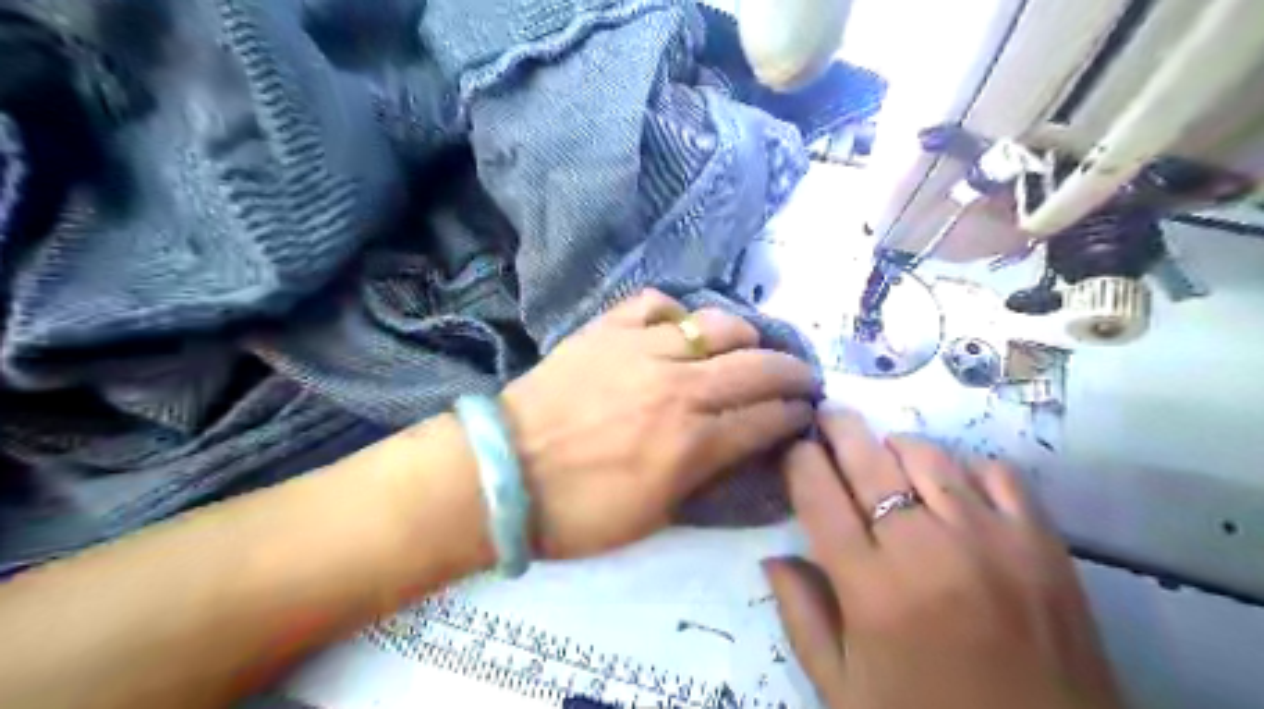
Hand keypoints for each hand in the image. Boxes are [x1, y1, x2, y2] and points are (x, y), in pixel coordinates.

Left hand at [505, 291, 819, 561]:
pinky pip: (656, 303)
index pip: (766, 420)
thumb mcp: (655, 516)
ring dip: (746, 335)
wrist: (504, 474)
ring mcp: (643, 350)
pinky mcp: (608, 330)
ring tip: (750, 345)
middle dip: (793, 371)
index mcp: (693, 443)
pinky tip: (680, 326)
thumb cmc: (579, 511)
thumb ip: (706, 477)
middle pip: (758, 367)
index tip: (805, 413)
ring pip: (717, 325)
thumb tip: (741, 448)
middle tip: (802, 377)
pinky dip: (677, 311)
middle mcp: (679, 388)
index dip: (795, 416)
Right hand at [764, 411, 1118, 708]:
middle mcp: (925, 550)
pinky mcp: (1043, 543)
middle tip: (827, 417)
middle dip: (837, 428)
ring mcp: (990, 539)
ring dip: (895, 446)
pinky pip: (996, 472)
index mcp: (870, 588)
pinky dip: (964, 465)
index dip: (799, 459)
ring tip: (885, 454)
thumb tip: (773, 556)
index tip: (795, 450)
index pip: (817, 493)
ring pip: (928, 455)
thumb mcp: (842, 689)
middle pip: (868, 459)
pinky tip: (953, 483)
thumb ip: (800, 616)